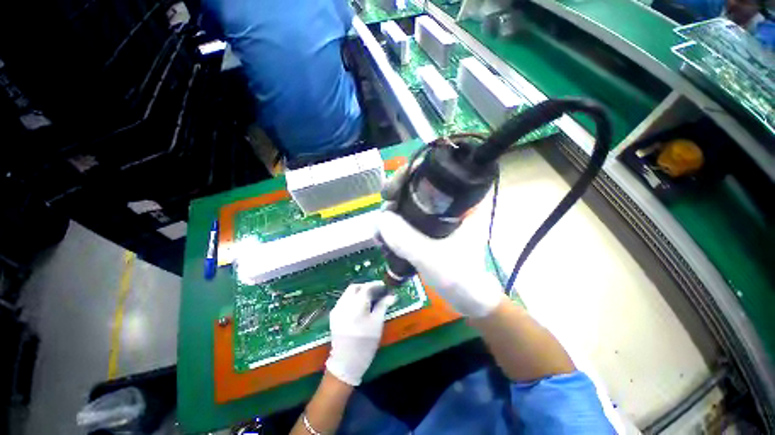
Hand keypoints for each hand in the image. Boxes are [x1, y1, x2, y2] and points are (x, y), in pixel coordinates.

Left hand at [326, 282, 395, 385]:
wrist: (346, 363)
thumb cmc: (365, 343)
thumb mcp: (377, 323)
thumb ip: (383, 306)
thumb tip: (392, 295)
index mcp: (357, 304)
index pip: (367, 287)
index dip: (376, 285)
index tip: (384, 286)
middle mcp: (344, 303)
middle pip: (355, 287)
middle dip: (366, 287)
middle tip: (376, 291)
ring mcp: (337, 309)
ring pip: (347, 293)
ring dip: (358, 292)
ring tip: (368, 298)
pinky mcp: (333, 315)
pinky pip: (343, 300)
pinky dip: (351, 299)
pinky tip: (358, 306)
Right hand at [378, 165, 502, 317]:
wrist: (467, 298)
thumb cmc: (460, 277)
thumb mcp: (432, 258)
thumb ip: (406, 240)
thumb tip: (381, 219)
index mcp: (462, 203)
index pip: (437, 173)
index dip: (412, 173)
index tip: (394, 188)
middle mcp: (450, 204)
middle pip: (418, 185)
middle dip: (397, 195)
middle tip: (385, 209)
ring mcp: (439, 217)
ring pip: (411, 203)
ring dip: (393, 212)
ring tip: (381, 230)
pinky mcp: (430, 229)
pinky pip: (409, 218)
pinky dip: (396, 224)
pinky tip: (384, 236)